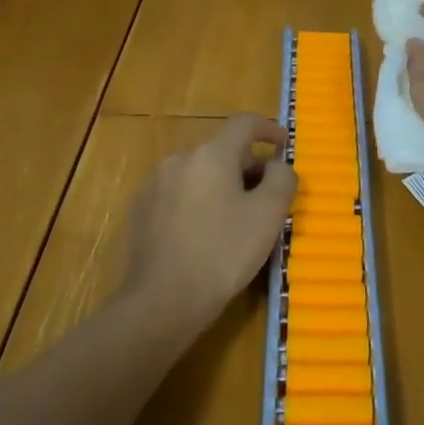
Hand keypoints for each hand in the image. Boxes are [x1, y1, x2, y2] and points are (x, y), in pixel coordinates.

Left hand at [123, 113, 296, 329]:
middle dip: (247, 168)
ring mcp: (155, 184)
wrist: (161, 301)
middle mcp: (180, 159)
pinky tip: (203, 236)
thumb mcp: (269, 215)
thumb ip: (282, 179)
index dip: (269, 129)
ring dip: (221, 187)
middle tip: (266, 200)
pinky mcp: (140, 211)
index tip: (283, 146)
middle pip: (222, 151)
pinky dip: (197, 203)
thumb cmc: (223, 253)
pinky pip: (178, 195)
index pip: (245, 123)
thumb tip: (276, 165)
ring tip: (235, 221)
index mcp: (212, 154)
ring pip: (199, 174)